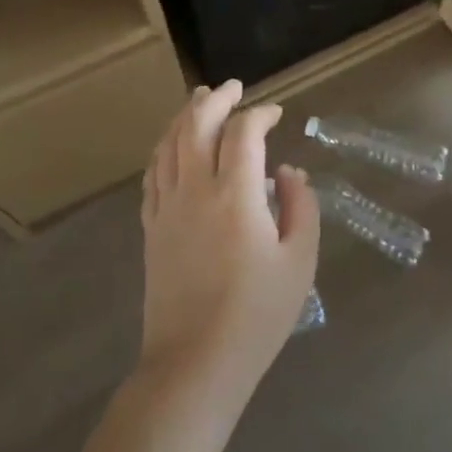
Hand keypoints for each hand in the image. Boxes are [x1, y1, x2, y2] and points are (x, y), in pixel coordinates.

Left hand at [138, 82, 320, 406]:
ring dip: (184, 116)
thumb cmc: (257, 315)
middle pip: (196, 126)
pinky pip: (152, 175)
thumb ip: (301, 207)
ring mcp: (166, 208)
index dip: (260, 113)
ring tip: (199, 100)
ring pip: (168, 145)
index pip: (243, 133)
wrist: (195, 364)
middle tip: (233, 87)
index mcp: (236, 195)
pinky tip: (172, 147)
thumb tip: (287, 173)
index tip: (276, 113)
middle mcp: (195, 191)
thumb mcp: (299, 261)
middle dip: (216, 99)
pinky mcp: (151, 229)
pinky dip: (163, 150)